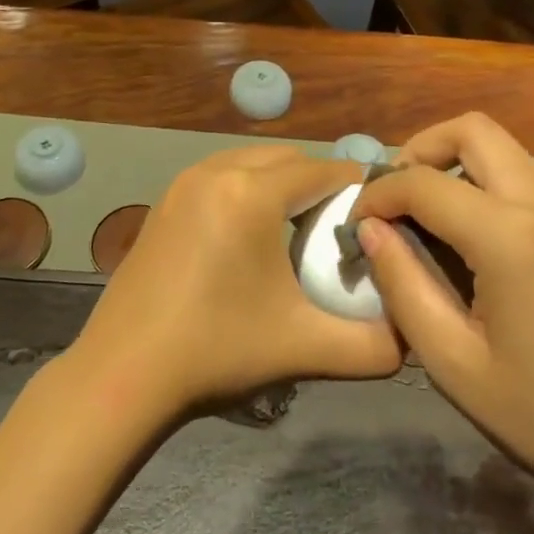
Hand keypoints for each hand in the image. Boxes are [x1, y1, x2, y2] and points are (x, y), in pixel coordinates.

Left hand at [72, 147, 402, 420]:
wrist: (122, 375)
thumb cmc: (217, 352)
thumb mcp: (304, 348)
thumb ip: (372, 346)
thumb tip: (412, 337)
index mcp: (252, 193)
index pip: (322, 170)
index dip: (356, 187)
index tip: (378, 215)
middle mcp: (216, 172)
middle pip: (287, 159)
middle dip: (318, 184)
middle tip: (338, 229)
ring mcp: (183, 184)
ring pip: (251, 162)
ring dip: (281, 184)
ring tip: (296, 232)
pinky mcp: (164, 202)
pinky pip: (221, 176)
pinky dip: (246, 190)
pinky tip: (249, 239)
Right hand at [351, 114, 533, 520]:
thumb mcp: (455, 365)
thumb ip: (403, 287)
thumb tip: (371, 230)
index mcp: (509, 237)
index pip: (423, 183)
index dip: (378, 194)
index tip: (356, 224)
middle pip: (474, 130)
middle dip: (421, 148)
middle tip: (395, 196)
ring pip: (505, 150)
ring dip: (458, 164)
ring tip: (429, 217)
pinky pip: (529, 180)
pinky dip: (489, 184)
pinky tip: (477, 241)